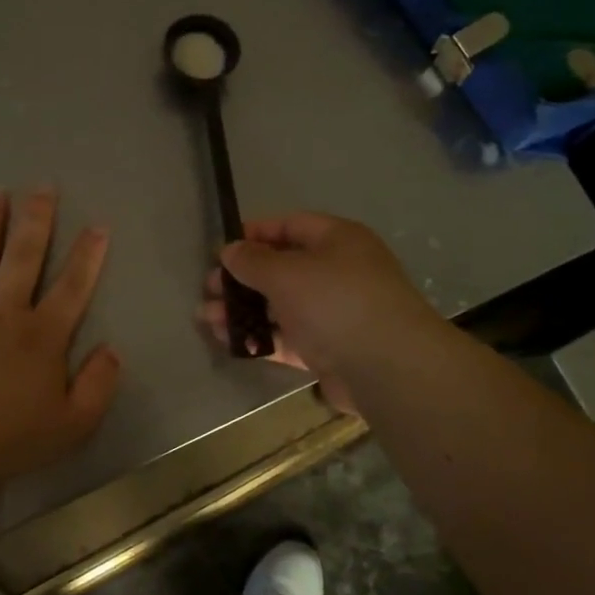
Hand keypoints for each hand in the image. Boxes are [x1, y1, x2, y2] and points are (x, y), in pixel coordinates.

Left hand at [0, 188, 120, 489]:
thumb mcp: (74, 423)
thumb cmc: (10, 438)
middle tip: (42, 187)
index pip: (72, 286)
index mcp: (43, 335)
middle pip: (25, 257)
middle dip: (37, 220)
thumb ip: (99, 384)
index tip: (98, 225)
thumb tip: (112, 349)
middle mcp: (5, 312)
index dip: (88, 255)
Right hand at [199, 212, 439, 414]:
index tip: (221, 250)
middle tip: (208, 290)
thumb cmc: (336, 302)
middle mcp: (338, 272)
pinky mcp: (330, 349)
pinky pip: (288, 338)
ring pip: (281, 306)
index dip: (254, 234)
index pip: (290, 226)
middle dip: (241, 279)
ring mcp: (335, 313)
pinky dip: (261, 338)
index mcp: (337, 240)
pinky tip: (230, 343)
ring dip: (244, 311)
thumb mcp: (286, 273)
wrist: (388, 368)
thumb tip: (229, 250)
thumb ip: (252, 261)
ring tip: (207, 320)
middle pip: (282, 268)